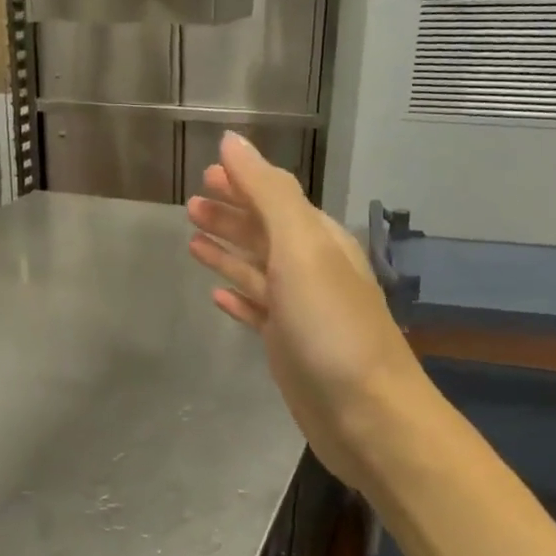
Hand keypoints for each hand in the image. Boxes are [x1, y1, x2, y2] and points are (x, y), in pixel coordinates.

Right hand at [186, 133, 427, 489]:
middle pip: (263, 232)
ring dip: (227, 251)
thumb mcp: (301, 248)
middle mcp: (310, 269)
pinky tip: (216, 295)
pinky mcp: (288, 345)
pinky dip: (237, 297)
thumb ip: (267, 194)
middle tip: (191, 204)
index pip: (275, 198)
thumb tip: (232, 142)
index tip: (207, 171)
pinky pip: (257, 310)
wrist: (365, 413)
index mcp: (318, 239)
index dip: (243, 183)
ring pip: (256, 270)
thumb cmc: (331, 325)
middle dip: (230, 215)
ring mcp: (299, 309)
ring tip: (192, 239)